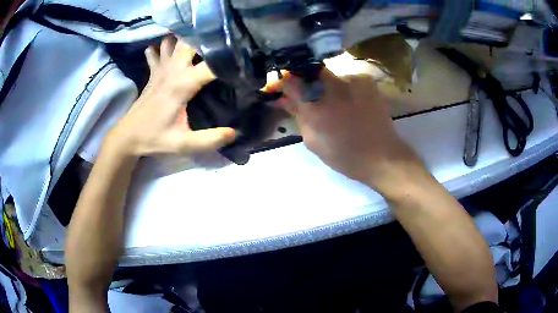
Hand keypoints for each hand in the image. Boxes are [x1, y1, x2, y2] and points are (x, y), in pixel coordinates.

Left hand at [106, 36, 235, 156]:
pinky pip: (157, 50)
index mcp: (183, 84)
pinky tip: (170, 50)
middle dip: (206, 38)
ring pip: (173, 40)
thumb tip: (235, 132)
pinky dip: (164, 46)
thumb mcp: (183, 144)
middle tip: (221, 43)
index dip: (229, 60)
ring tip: (198, 43)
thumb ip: (210, 139)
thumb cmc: (155, 138)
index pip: (212, 64)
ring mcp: (161, 68)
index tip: (242, 61)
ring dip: (184, 39)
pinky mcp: (154, 71)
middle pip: (190, 41)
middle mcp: (173, 70)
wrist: (128, 136)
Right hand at [274, 70, 422, 195]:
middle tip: (303, 95)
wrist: (383, 156)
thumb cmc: (345, 155)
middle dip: (302, 81)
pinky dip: (340, 88)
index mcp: (317, 105)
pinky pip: (345, 79)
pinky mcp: (367, 81)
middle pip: (310, 71)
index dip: (281, 82)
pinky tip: (345, 102)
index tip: (277, 88)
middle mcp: (334, 85)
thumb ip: (297, 115)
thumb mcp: (313, 140)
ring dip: (323, 85)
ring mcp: (353, 80)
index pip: (291, 80)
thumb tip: (283, 98)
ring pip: (329, 75)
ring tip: (328, 103)